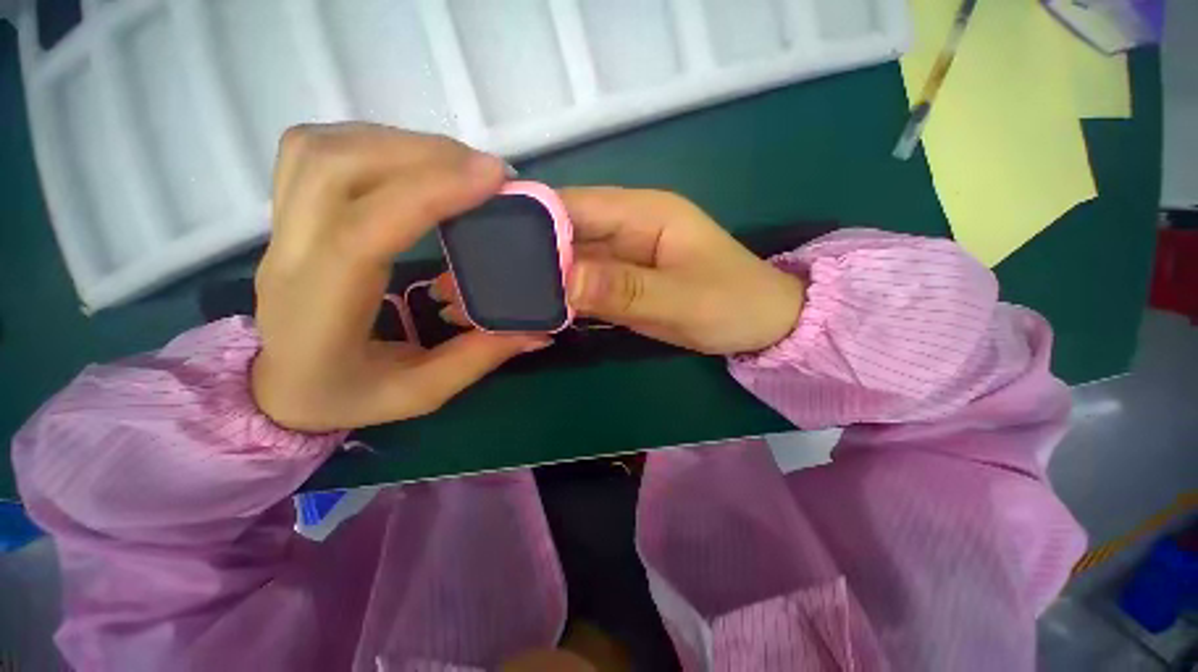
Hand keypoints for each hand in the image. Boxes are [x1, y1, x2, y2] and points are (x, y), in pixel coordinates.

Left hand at [252, 124, 547, 432]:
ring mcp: (280, 227)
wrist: (278, 387)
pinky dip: (376, 142)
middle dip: (422, 155)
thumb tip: (538, 331)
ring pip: (322, 148)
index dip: (429, 194)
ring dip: (401, 143)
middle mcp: (288, 257)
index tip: (491, 178)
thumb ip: (480, 358)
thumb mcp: (421, 393)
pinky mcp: (290, 212)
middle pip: (333, 167)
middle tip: (487, 173)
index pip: (363, 232)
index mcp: (321, 312)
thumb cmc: (346, 396)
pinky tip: (416, 164)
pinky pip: (319, 150)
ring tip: (458, 165)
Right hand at [437, 187, 804, 354]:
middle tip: (472, 283)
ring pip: (567, 265)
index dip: (529, 223)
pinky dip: (556, 301)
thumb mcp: (682, 299)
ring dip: (532, 283)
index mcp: (644, 213)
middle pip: (562, 236)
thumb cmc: (734, 304)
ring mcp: (622, 259)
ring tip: (487, 301)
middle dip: (520, 259)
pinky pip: (581, 288)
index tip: (484, 248)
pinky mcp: (622, 286)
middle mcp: (626, 228)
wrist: (761, 326)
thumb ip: (623, 289)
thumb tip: (561, 281)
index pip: (574, 207)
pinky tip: (527, 314)